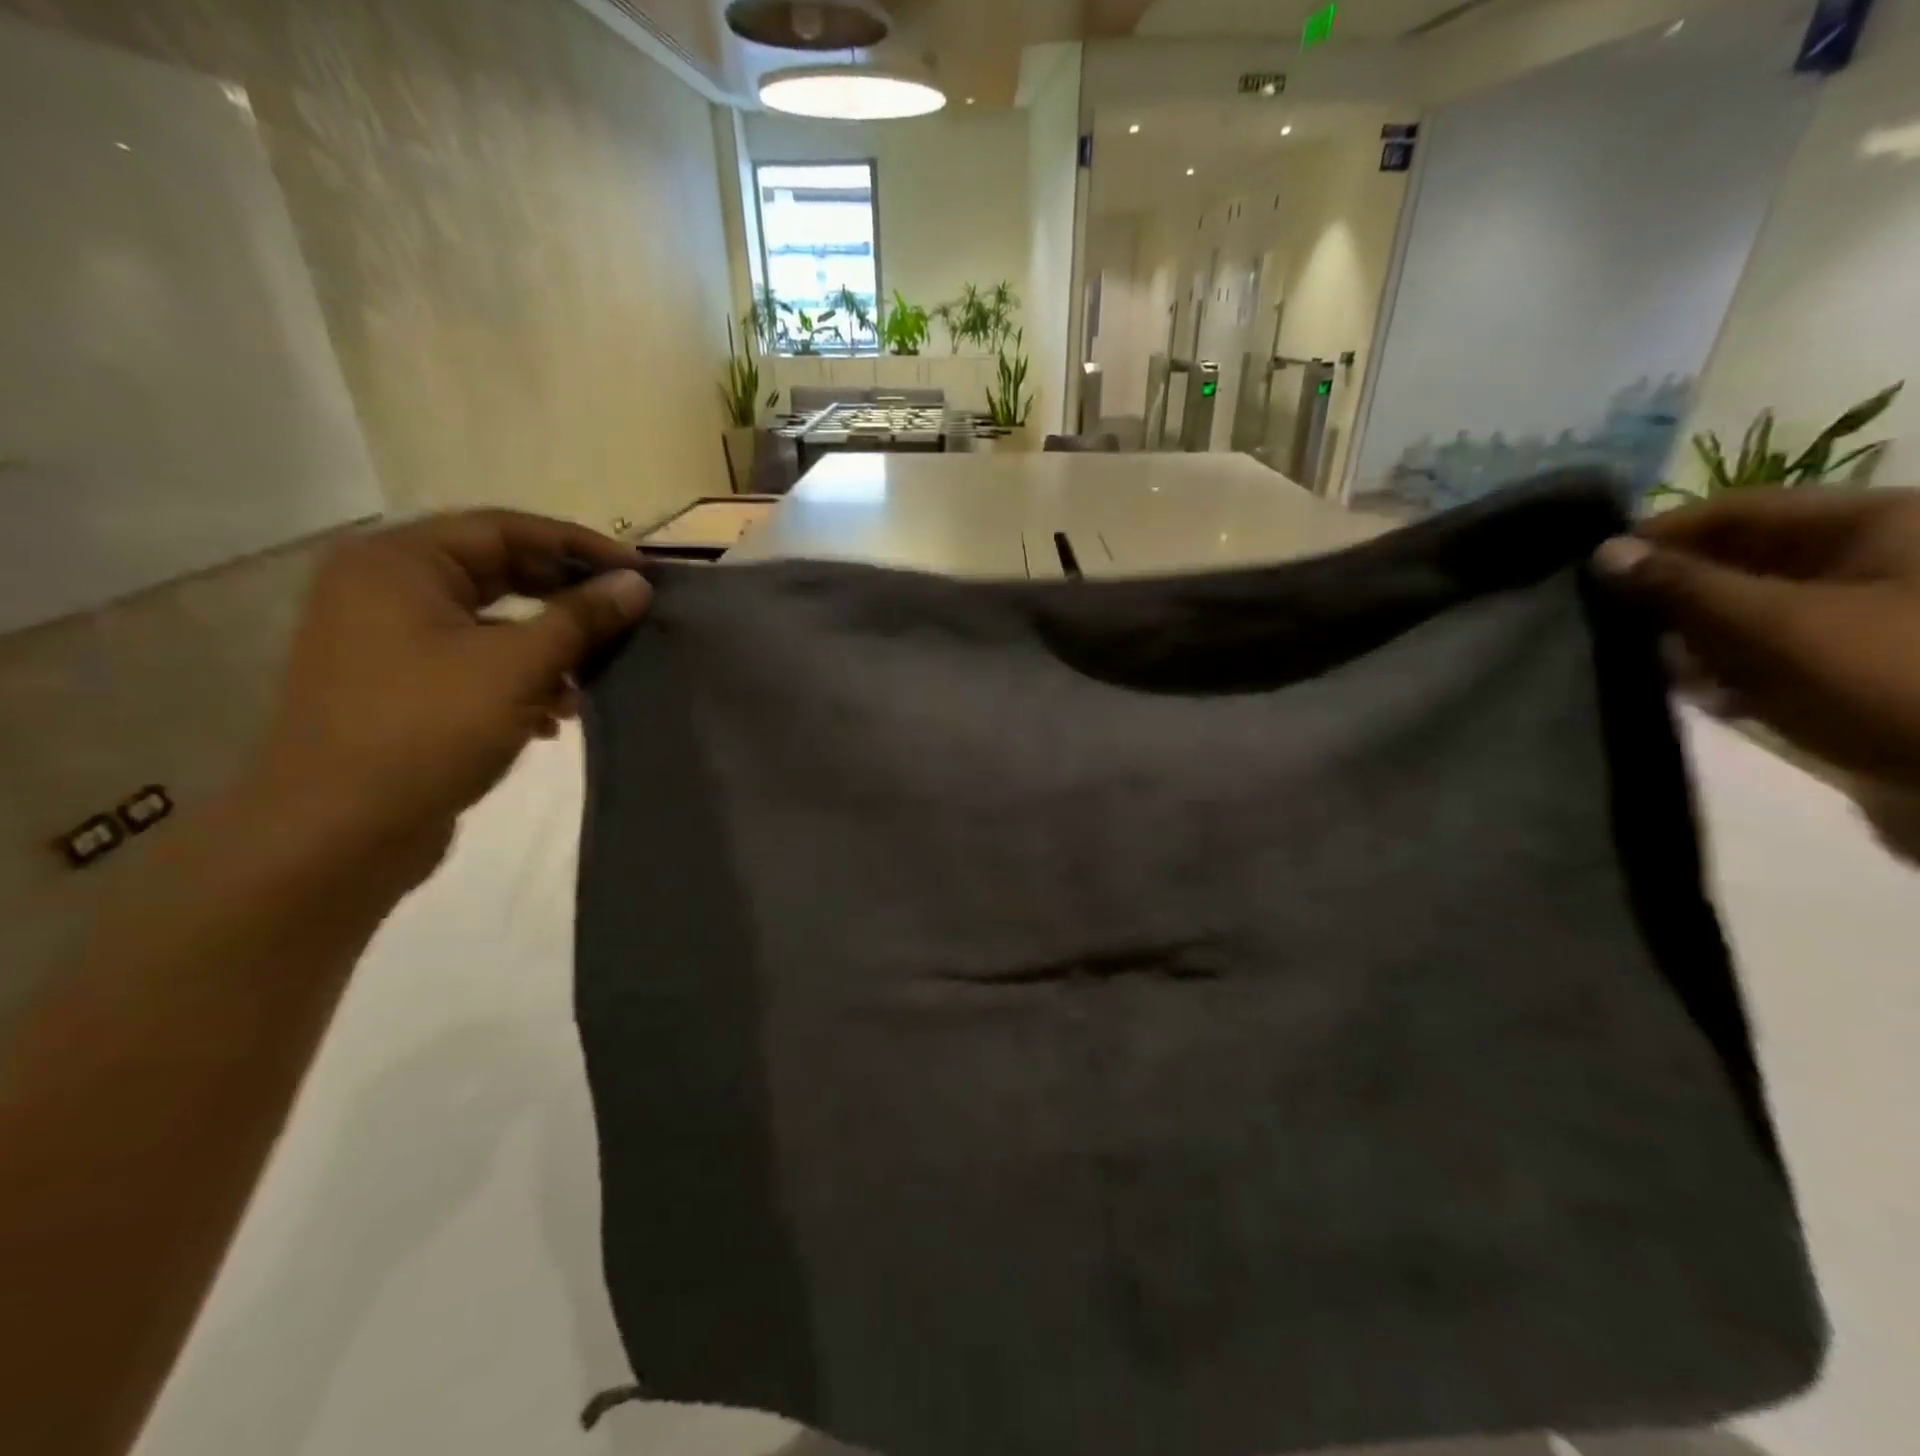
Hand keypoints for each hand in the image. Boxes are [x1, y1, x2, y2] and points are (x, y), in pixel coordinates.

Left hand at [245, 509, 650, 877]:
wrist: (336, 834)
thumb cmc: (426, 730)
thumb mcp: (516, 667)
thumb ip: (580, 619)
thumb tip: (636, 585)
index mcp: (399, 563)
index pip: (506, 529)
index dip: (580, 548)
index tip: (640, 573)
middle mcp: (386, 589)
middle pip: (499, 572)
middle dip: (567, 599)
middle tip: (626, 617)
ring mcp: (388, 640)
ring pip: (492, 623)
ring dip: (550, 646)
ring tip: (594, 678)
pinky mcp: (401, 687)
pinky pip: (475, 662)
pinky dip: (521, 680)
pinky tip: (554, 717)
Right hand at [1593, 488, 1919, 788]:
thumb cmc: (1888, 677)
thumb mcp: (1776, 625)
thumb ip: (1683, 585)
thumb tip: (1604, 553)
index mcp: (1874, 525)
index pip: (1738, 510)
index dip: (1663, 534)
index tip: (1592, 568)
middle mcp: (1869, 559)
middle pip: (1742, 560)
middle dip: (1673, 590)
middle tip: (1606, 618)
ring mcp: (1862, 616)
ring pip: (1747, 609)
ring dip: (1692, 634)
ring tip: (1639, 659)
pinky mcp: (1849, 666)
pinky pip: (1767, 651)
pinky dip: (1724, 667)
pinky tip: (1694, 693)